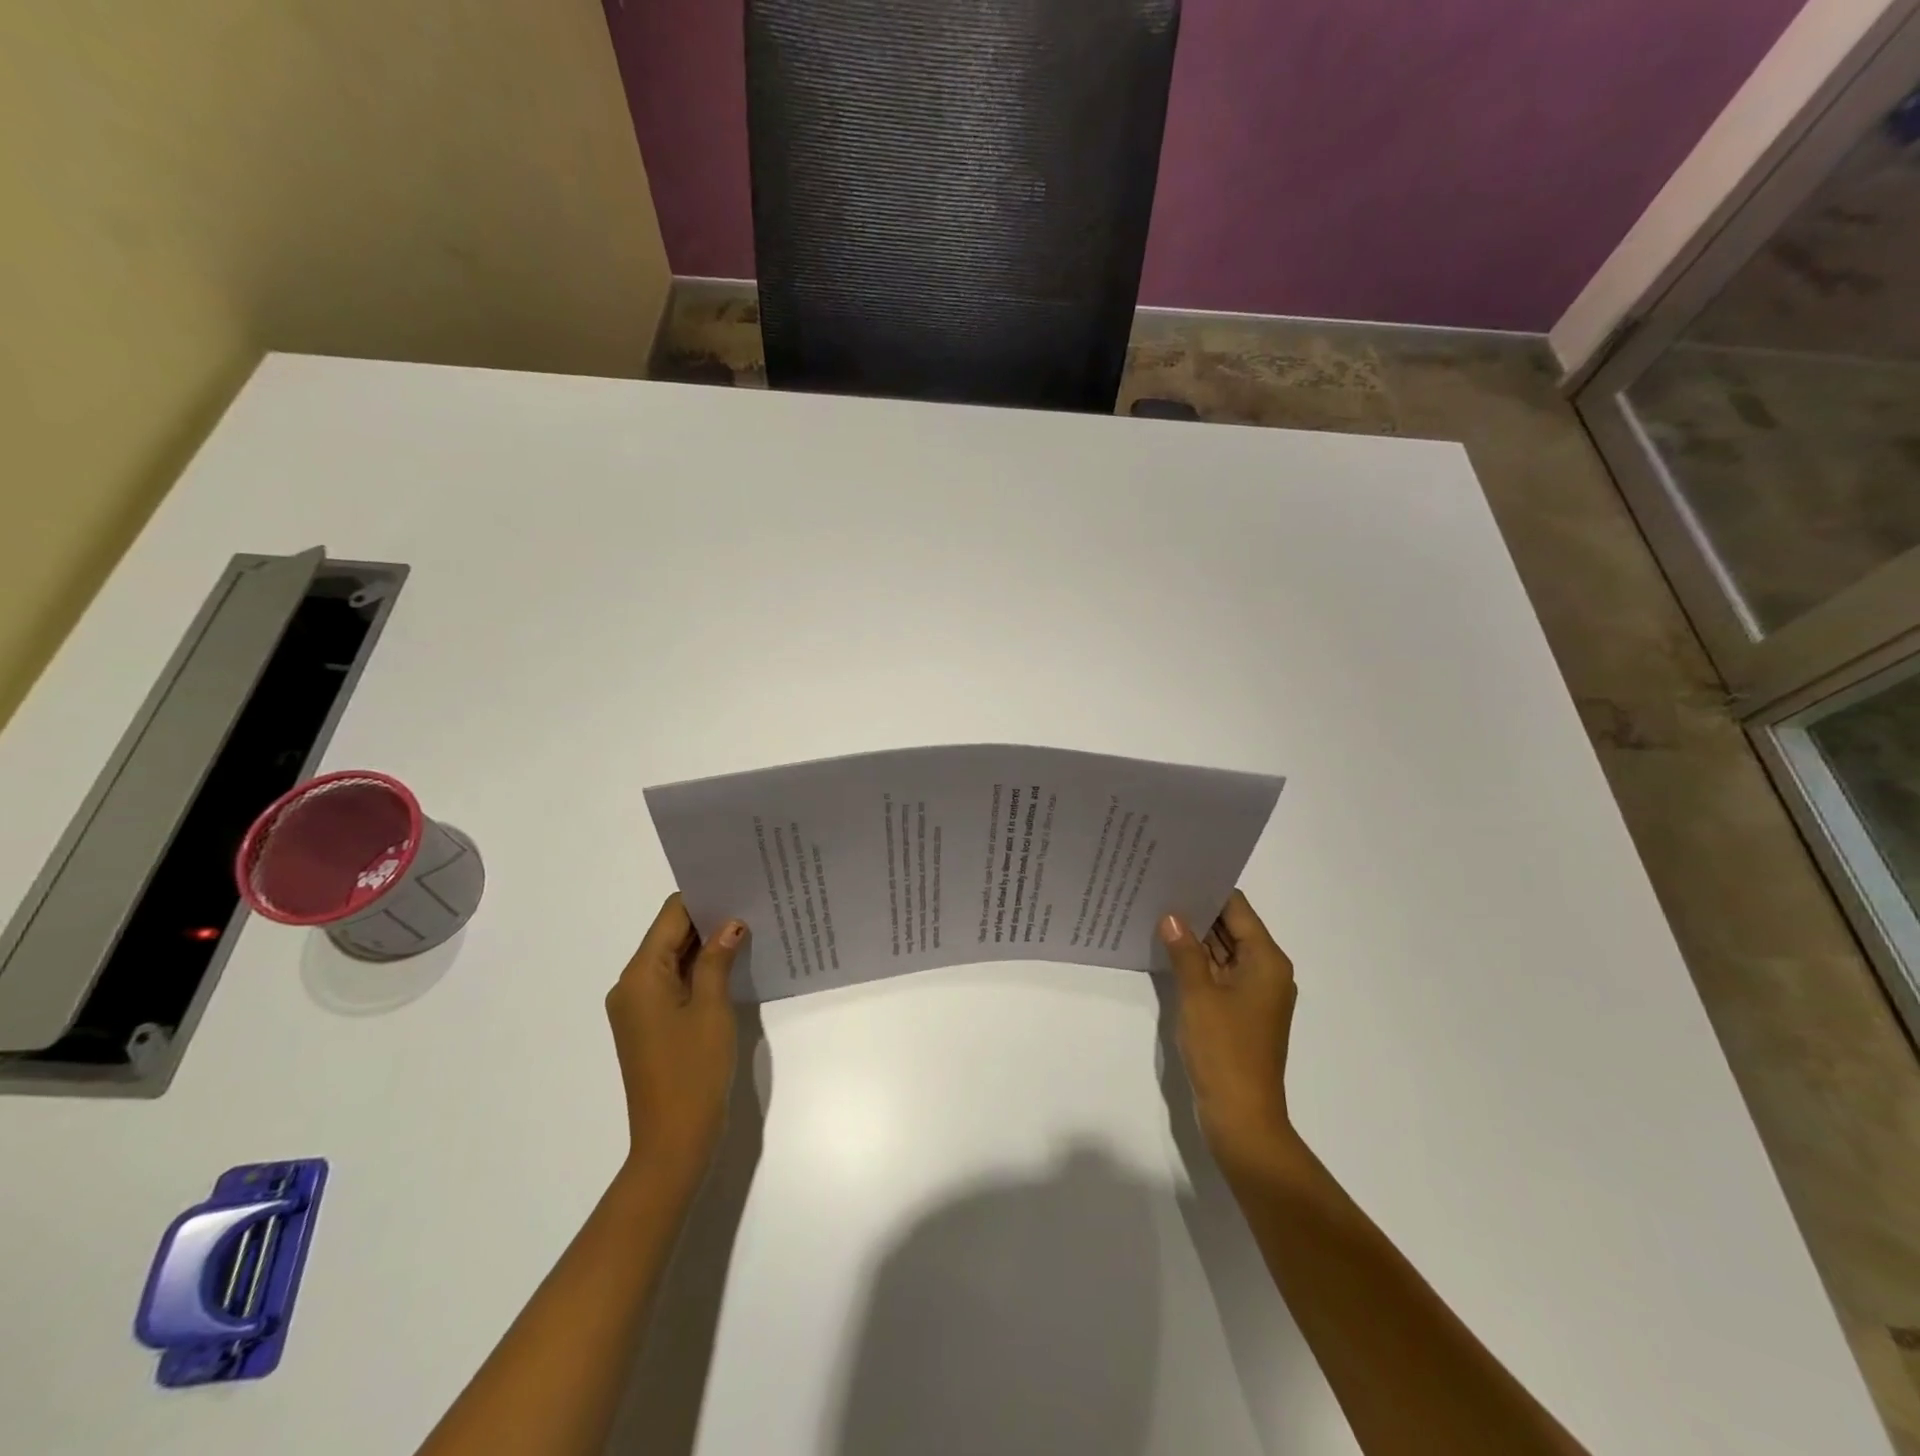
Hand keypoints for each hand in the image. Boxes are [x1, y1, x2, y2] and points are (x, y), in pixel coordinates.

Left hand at [606, 894, 745, 1176]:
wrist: (673, 1142)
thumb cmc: (693, 1071)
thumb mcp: (712, 1008)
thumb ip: (717, 959)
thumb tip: (731, 923)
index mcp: (640, 975)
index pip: (670, 916)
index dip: (703, 898)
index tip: (738, 885)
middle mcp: (631, 986)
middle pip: (669, 936)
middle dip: (708, 920)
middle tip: (751, 903)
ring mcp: (637, 1008)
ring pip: (672, 959)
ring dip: (705, 946)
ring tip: (748, 928)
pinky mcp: (649, 1025)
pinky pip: (672, 983)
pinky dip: (698, 971)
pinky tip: (731, 965)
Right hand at [1160, 889, 1299, 1172]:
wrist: (1241, 1117)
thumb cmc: (1225, 1051)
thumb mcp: (1198, 995)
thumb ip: (1184, 951)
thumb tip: (1170, 916)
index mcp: (1267, 961)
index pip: (1237, 909)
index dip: (1208, 889)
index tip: (1176, 871)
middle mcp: (1266, 972)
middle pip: (1232, 928)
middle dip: (1197, 911)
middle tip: (1158, 887)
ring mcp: (1253, 994)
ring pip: (1223, 951)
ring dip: (1195, 937)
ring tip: (1156, 911)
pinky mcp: (1239, 1012)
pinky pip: (1218, 974)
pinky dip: (1196, 962)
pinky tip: (1166, 950)